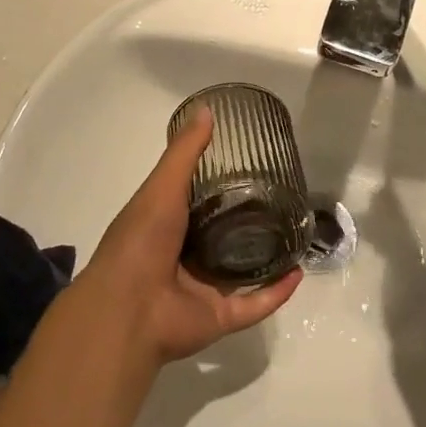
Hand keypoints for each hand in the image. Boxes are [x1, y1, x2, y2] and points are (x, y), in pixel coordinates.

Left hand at [80, 108, 301, 365]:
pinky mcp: (219, 316)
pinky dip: (276, 293)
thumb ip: (184, 152)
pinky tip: (298, 273)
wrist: (127, 309)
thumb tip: (207, 110)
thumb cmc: (140, 240)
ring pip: (240, 271)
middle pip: (220, 236)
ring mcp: (201, 288)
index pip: (194, 200)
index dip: (218, 183)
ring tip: (294, 233)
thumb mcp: (161, 187)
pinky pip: (254, 304)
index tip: (248, 164)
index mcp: (164, 224)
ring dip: (265, 257)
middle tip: (278, 197)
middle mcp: (182, 255)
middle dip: (245, 220)